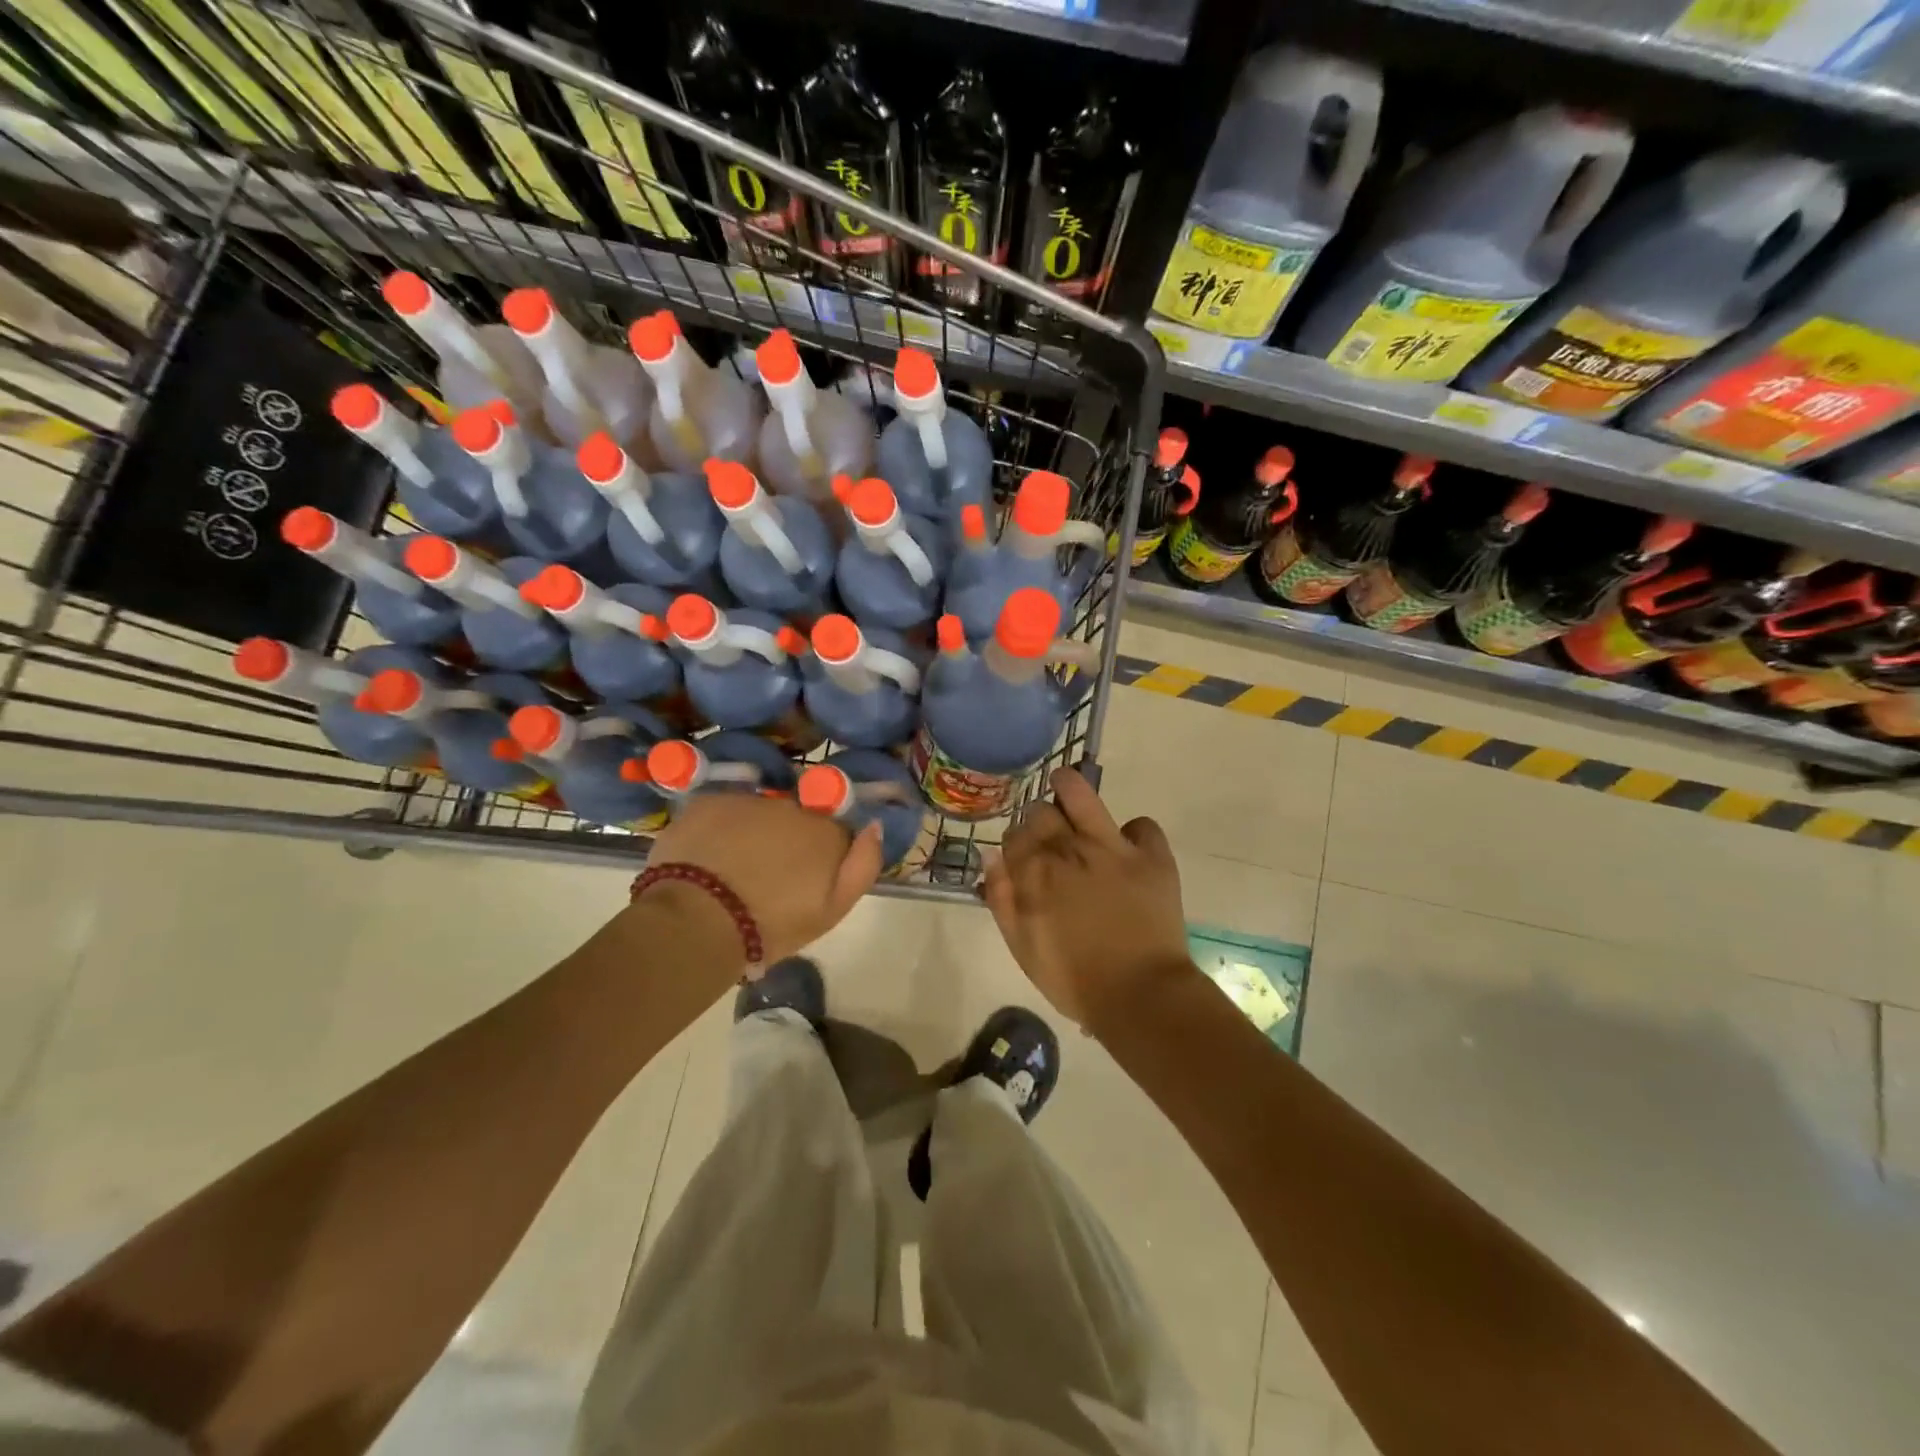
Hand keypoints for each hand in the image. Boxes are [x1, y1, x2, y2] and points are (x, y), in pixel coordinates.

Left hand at [644, 792, 883, 970]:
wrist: (697, 921)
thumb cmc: (771, 925)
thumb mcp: (833, 910)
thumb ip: (864, 865)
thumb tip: (874, 826)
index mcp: (826, 832)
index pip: (834, 832)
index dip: (820, 855)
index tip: (804, 882)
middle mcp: (792, 805)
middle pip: (796, 818)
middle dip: (786, 841)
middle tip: (766, 878)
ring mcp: (749, 800)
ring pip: (759, 813)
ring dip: (753, 832)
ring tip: (732, 869)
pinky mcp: (710, 800)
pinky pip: (723, 810)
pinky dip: (719, 828)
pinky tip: (707, 857)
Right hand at [982, 767, 1193, 1030]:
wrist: (1140, 996)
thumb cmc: (1073, 980)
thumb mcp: (1022, 947)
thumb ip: (1001, 899)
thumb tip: (991, 856)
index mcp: (1034, 873)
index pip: (1014, 836)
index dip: (1016, 843)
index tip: (1022, 855)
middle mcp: (1069, 849)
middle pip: (1042, 813)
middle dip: (1038, 820)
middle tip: (1047, 836)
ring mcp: (1112, 848)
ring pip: (1082, 796)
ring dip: (1070, 787)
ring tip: (1067, 786)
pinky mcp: (1151, 856)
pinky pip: (1142, 825)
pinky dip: (1135, 833)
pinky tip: (1130, 845)